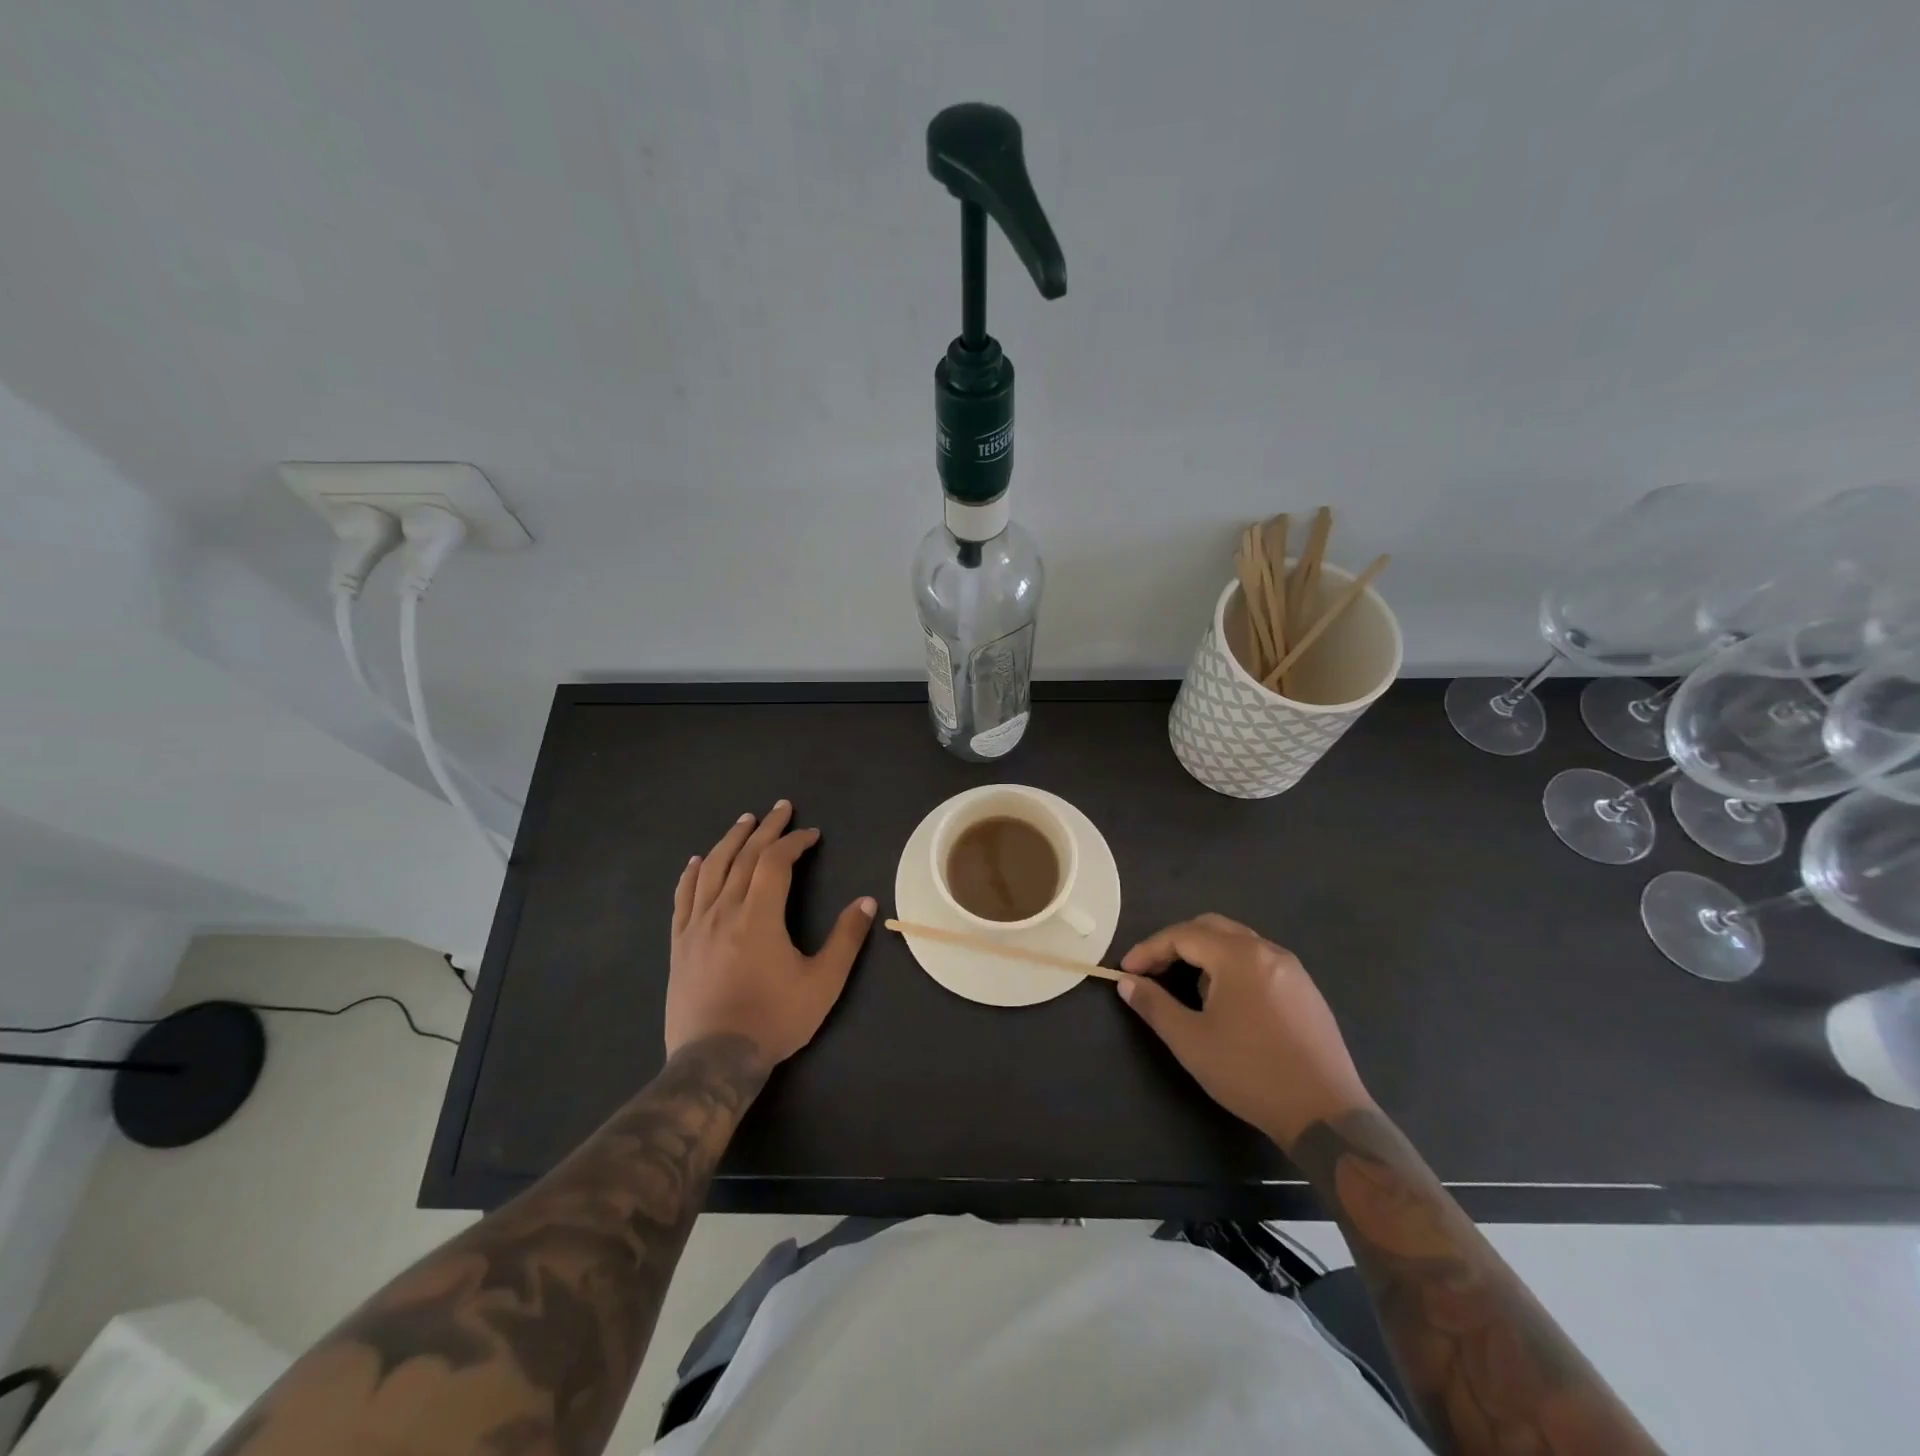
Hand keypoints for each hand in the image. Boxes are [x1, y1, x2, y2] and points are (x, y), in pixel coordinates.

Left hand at [666, 800, 875, 1066]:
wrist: (714, 1059)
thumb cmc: (773, 1019)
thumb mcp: (822, 983)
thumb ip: (846, 940)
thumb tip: (866, 901)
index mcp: (759, 916)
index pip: (775, 862)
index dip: (794, 842)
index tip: (812, 834)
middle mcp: (724, 910)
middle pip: (743, 856)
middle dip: (765, 829)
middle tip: (780, 808)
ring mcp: (697, 926)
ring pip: (712, 869)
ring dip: (730, 840)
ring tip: (744, 821)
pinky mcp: (679, 943)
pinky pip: (683, 897)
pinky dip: (692, 873)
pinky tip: (697, 861)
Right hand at [1117, 914, 1373, 1149]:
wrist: (1325, 1114)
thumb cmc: (1250, 1072)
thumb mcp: (1190, 1041)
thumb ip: (1154, 1005)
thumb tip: (1127, 982)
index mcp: (1238, 956)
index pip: (1183, 935)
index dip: (1149, 949)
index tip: (1126, 971)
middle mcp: (1267, 951)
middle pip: (1211, 928)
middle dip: (1176, 943)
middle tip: (1152, 969)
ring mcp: (1292, 969)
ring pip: (1237, 943)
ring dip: (1205, 955)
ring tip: (1187, 989)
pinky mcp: (1306, 991)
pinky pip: (1259, 961)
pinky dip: (1231, 967)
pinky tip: (1227, 1003)